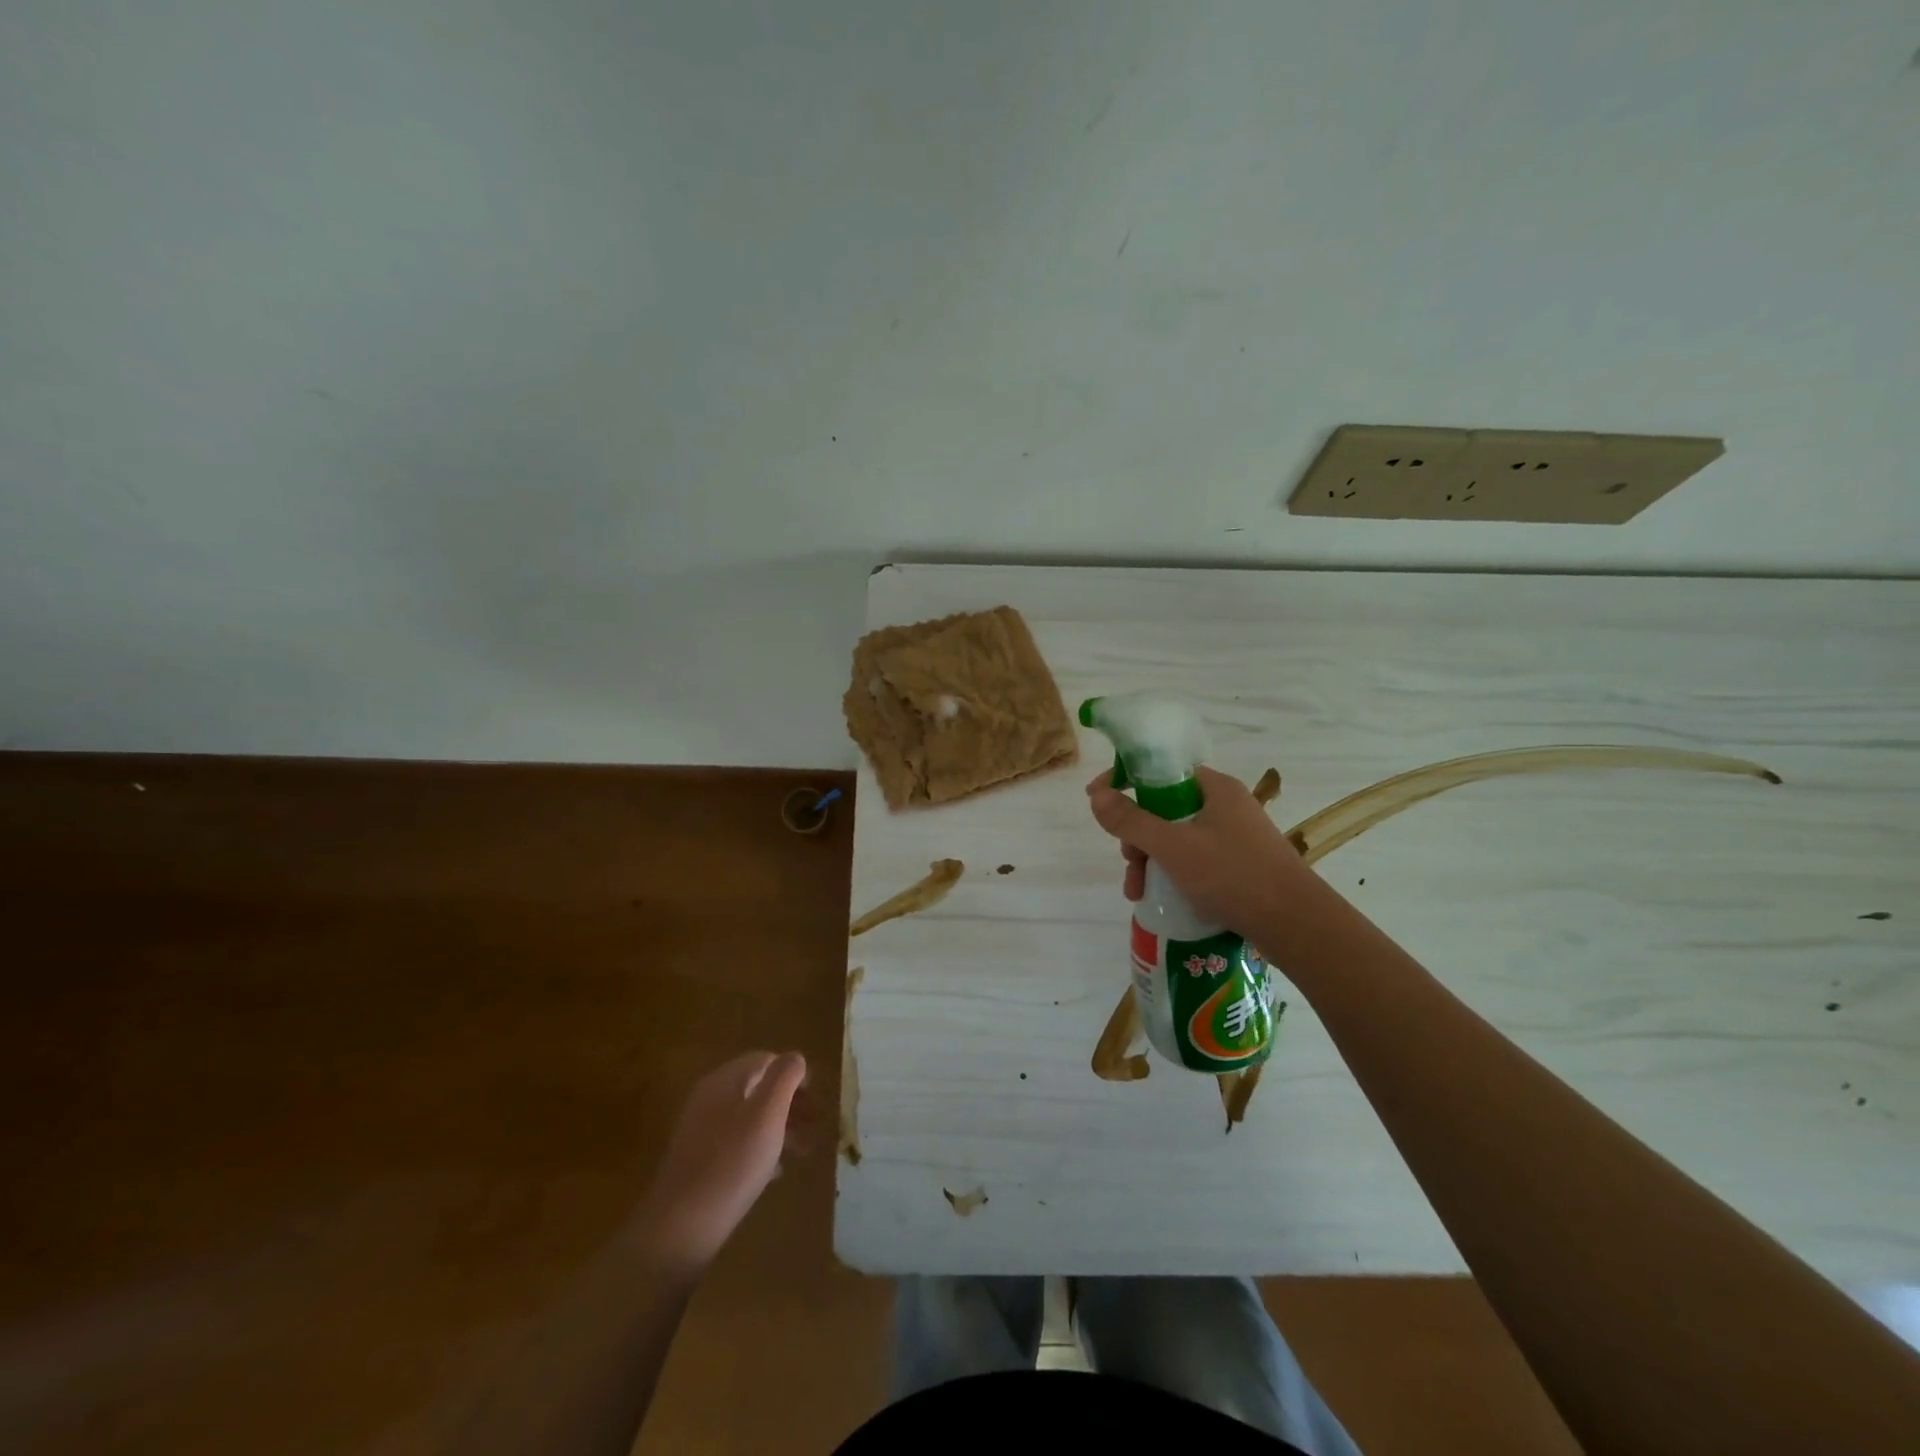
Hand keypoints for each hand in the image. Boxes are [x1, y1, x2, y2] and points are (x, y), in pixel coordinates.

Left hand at [638, 1051, 806, 1271]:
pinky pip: (736, 1143)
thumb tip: (794, 1058)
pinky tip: (774, 1172)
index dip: (794, 1074)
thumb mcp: (768, 1113)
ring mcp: (700, 1130)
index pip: (766, 1060)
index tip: (816, 1097)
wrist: (681, 1226)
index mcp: (725, 1080)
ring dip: (779, 1126)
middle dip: (789, 1102)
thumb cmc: (733, 1162)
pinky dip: (759, 1148)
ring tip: (802, 1150)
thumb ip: (784, 1077)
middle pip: (757, 1088)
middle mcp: (709, 1098)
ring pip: (749, 1117)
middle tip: (814, 1123)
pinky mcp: (698, 1161)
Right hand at [1086, 765, 1314, 935]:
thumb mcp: (1173, 847)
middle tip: (1129, 861)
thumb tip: (1096, 795)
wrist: (1297, 925)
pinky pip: (1193, 859)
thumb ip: (1131, 821)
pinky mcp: (1239, 864)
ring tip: (1138, 892)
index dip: (1124, 780)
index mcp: (1214, 788)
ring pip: (1175, 837)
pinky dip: (1172, 873)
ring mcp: (1234, 836)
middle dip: (1137, 835)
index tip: (1096, 800)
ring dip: (1150, 860)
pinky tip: (1160, 898)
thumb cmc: (1234, 876)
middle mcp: (1225, 805)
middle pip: (1163, 807)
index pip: (1160, 770)